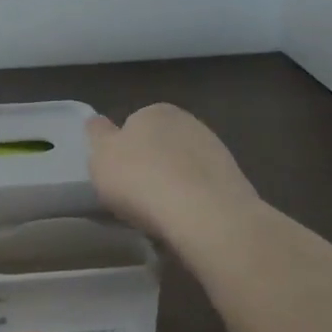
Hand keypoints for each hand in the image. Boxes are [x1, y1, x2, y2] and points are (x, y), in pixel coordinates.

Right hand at [86, 104, 256, 243]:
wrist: (205, 213)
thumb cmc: (141, 179)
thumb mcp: (100, 156)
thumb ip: (97, 135)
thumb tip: (97, 122)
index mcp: (154, 111)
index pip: (132, 125)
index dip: (121, 151)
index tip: (117, 176)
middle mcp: (188, 122)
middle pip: (159, 145)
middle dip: (149, 165)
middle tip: (135, 196)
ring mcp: (215, 150)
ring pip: (183, 167)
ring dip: (173, 183)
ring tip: (160, 214)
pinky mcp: (234, 179)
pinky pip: (202, 189)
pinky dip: (193, 200)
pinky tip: (184, 220)